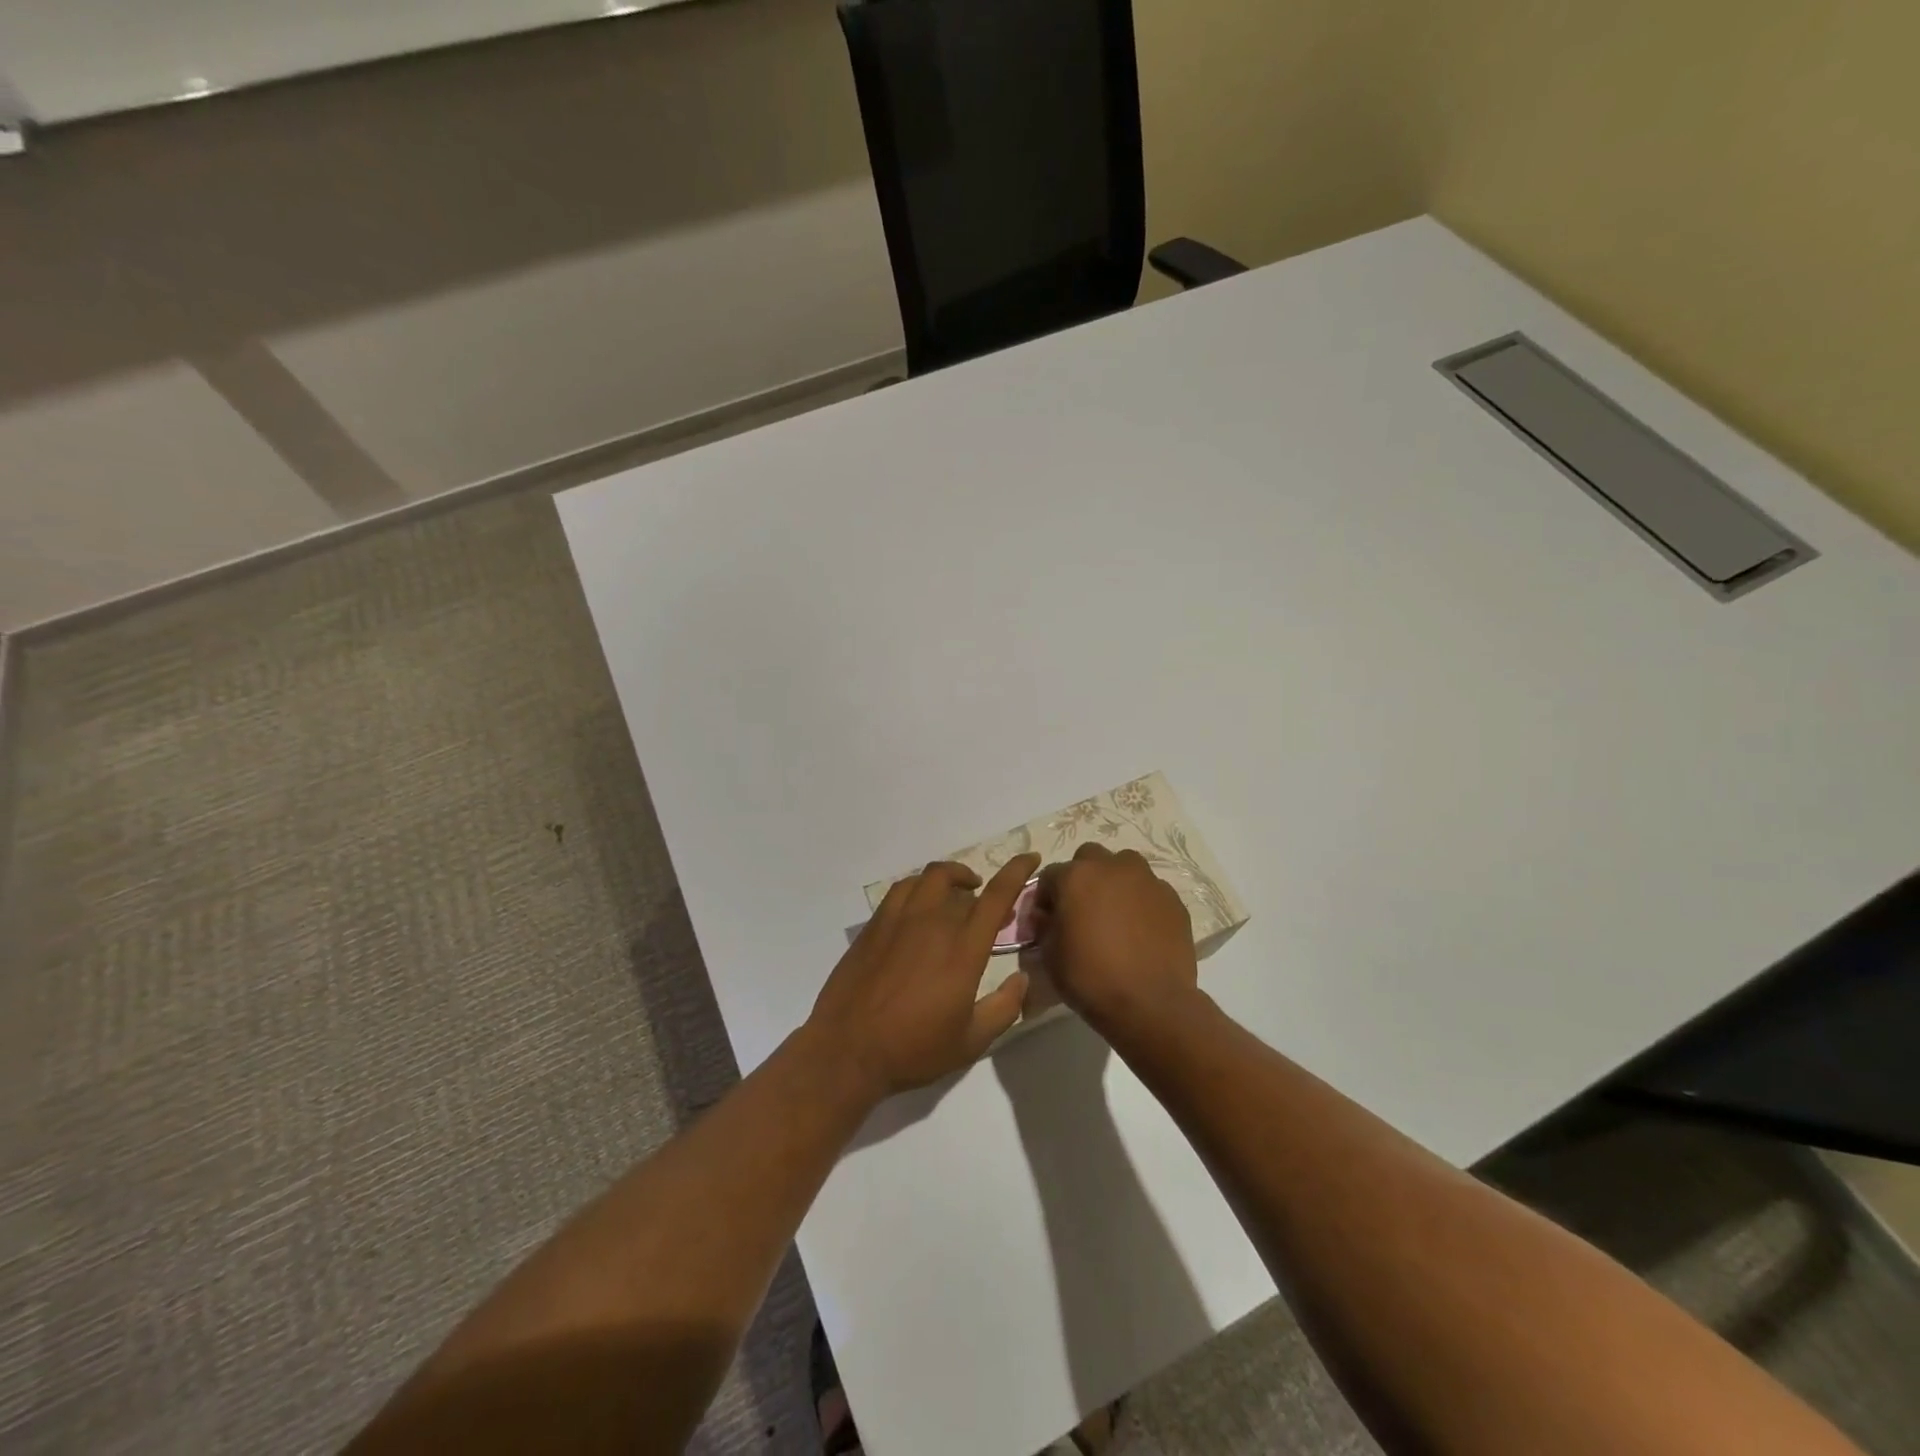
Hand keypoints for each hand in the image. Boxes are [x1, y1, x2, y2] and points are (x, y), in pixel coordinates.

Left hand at [806, 854, 1039, 1099]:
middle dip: (976, 881)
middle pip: (957, 880)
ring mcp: (898, 920)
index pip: (997, 896)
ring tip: (953, 895)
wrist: (848, 1050)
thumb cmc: (914, 1049)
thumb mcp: (971, 1041)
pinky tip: (918, 908)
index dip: (1017, 871)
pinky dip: (918, 888)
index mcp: (962, 949)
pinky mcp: (873, 926)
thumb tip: (1022, 979)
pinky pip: (900, 891)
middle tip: (983, 900)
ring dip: (947, 878)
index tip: (1030, 858)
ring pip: (927, 878)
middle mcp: (932, 923)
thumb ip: (1004, 1008)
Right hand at [1033, 843, 1197, 1041]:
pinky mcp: (1173, 899)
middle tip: (1083, 910)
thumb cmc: (1091, 978)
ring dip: (1115, 882)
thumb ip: (1045, 926)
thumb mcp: (1050, 955)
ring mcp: (1147, 880)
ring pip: (1125, 867)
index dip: (1046, 898)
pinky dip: (1142, 902)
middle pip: (1089, 858)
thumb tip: (1048, 917)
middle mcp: (1112, 867)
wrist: (1150, 1003)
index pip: (1050, 876)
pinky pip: (1150, 891)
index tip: (1048, 920)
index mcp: (1076, 876)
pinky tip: (1141, 931)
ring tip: (1115, 915)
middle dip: (1082, 878)